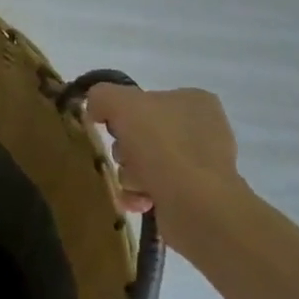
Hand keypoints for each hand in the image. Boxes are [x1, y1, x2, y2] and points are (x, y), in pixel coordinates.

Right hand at [83, 84, 240, 238]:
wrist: (195, 203)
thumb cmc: (163, 146)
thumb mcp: (122, 104)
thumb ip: (102, 95)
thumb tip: (95, 108)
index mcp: (194, 101)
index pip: (146, 100)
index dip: (122, 114)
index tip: (112, 128)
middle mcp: (203, 129)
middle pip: (141, 134)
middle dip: (124, 150)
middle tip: (125, 158)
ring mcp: (201, 163)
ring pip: (144, 162)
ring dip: (129, 174)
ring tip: (134, 184)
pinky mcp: (196, 194)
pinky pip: (154, 188)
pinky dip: (140, 194)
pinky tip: (138, 200)